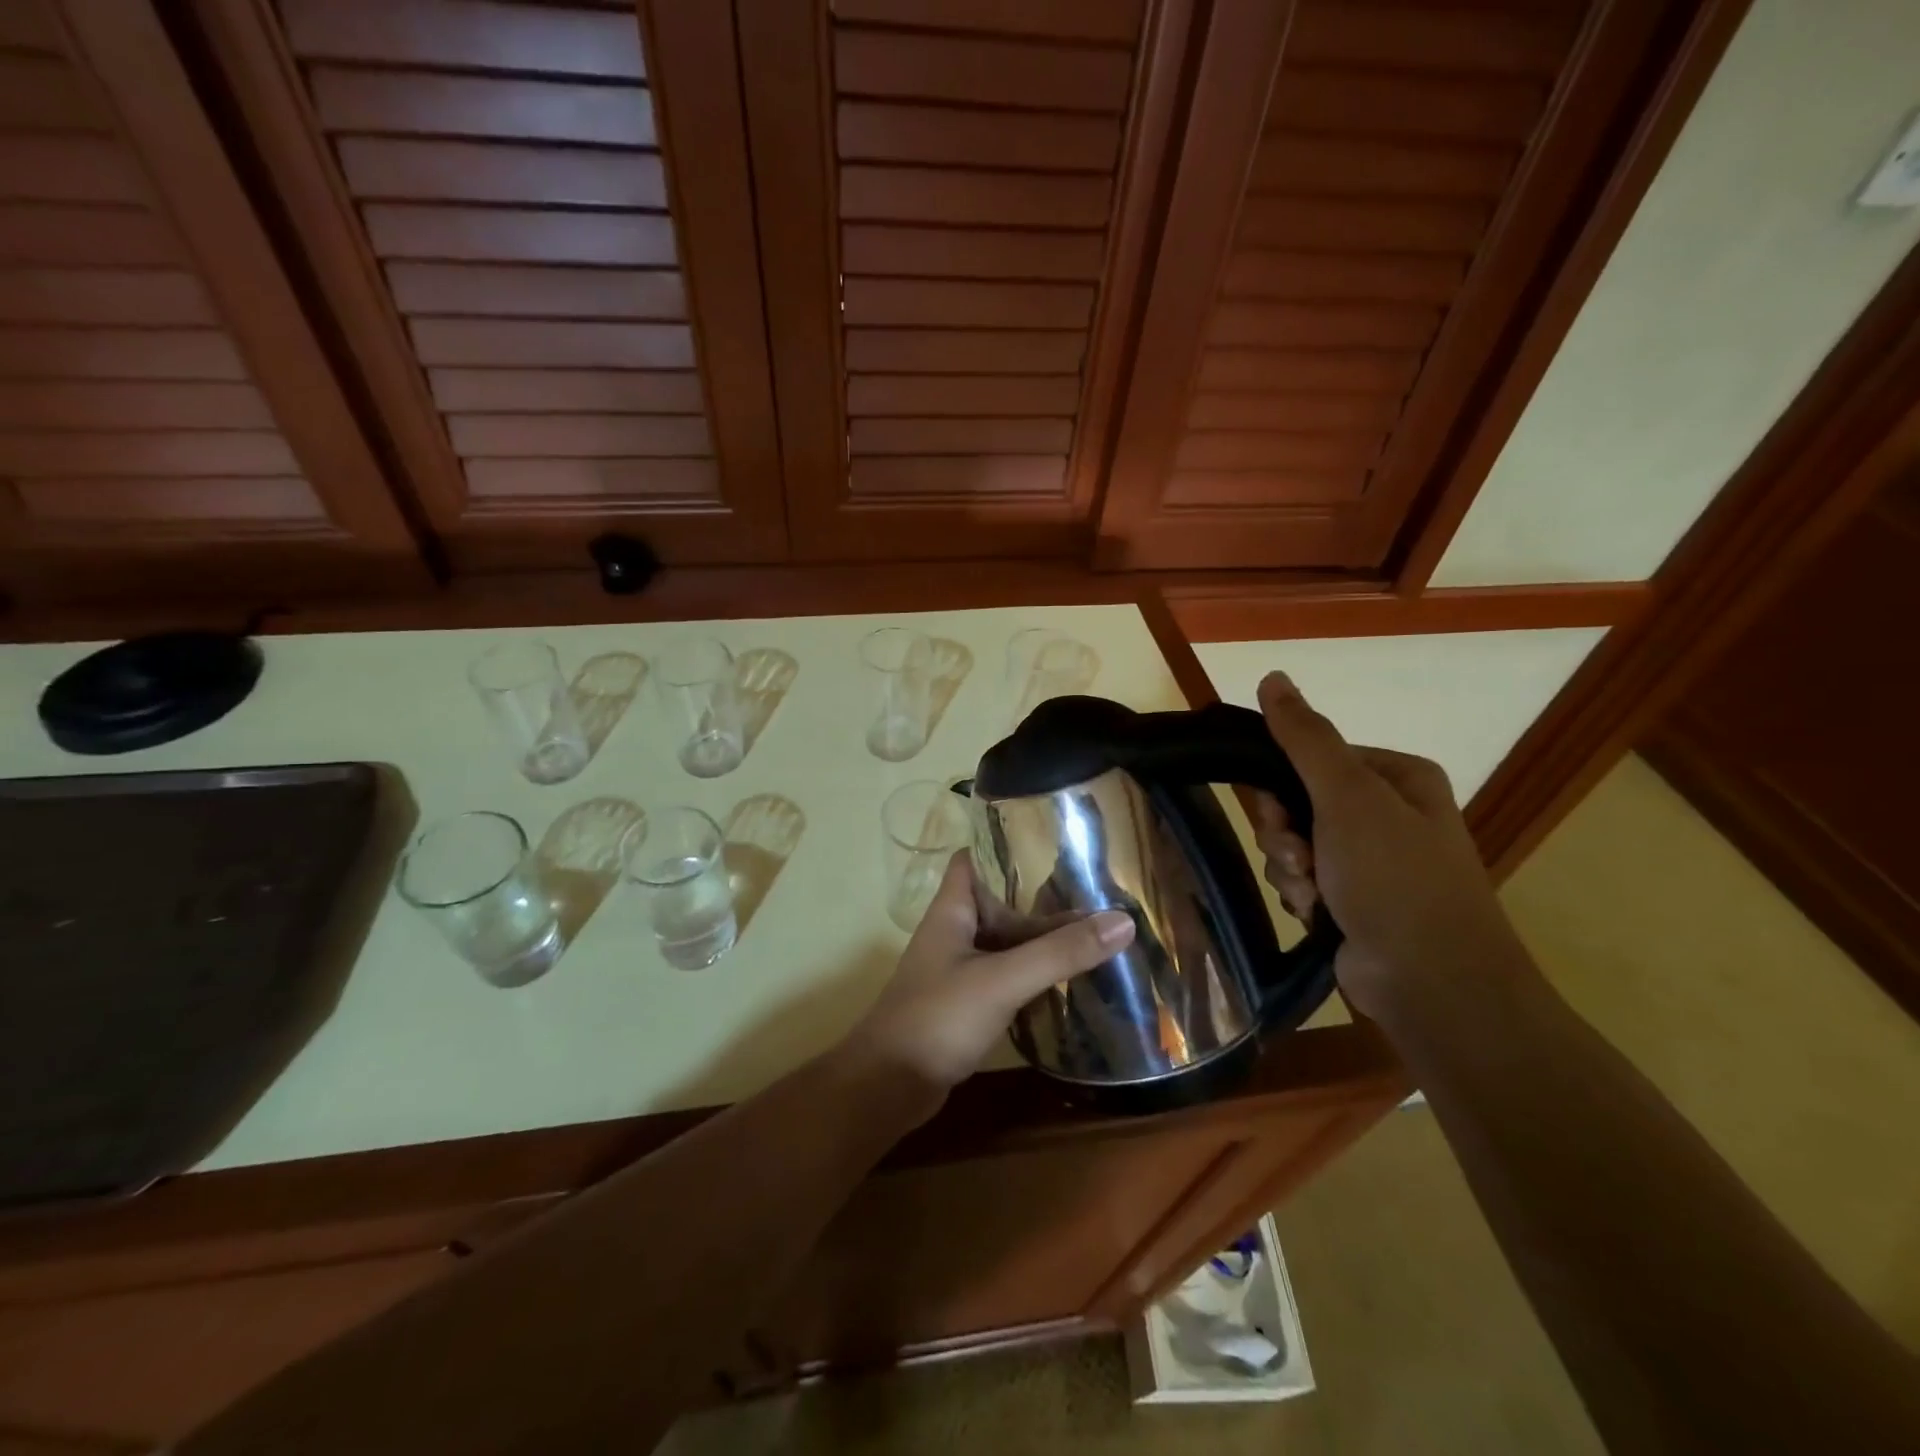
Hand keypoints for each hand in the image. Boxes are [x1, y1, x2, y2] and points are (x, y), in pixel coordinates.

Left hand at [840, 852, 1134, 1117]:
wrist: (888, 1087)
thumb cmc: (937, 1017)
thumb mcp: (1003, 980)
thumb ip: (1059, 953)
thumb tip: (1123, 922)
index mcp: (953, 910)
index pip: (976, 858)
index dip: (1007, 844)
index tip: (1055, 841)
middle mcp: (955, 932)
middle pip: (1001, 902)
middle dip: (1042, 897)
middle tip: (1096, 890)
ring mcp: (960, 969)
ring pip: (1007, 941)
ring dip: (1043, 938)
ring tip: (1096, 929)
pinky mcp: (967, 1002)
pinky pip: (1007, 975)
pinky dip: (1035, 972)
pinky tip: (1070, 977)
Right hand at [1250, 671, 1531, 1022]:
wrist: (1432, 983)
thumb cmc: (1394, 878)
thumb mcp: (1348, 797)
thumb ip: (1306, 738)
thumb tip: (1272, 677)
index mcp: (1395, 776)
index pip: (1311, 757)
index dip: (1282, 784)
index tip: (1279, 813)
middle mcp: (1386, 813)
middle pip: (1297, 803)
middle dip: (1285, 834)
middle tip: (1300, 857)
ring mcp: (1371, 860)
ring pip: (1293, 844)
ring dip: (1289, 868)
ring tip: (1312, 894)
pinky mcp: (1354, 900)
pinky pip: (1302, 879)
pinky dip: (1301, 895)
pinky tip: (1317, 914)